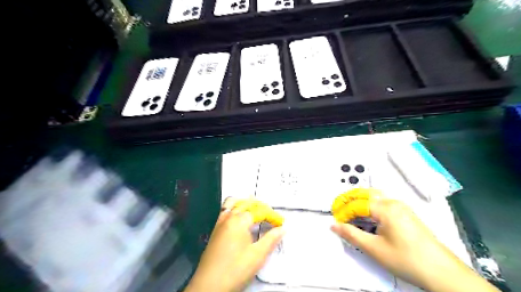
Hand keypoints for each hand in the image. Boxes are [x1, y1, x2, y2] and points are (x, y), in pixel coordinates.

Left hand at [185, 199, 284, 291]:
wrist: (209, 286)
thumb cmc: (235, 269)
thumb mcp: (257, 255)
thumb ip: (271, 239)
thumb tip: (283, 228)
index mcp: (239, 220)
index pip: (260, 211)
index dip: (272, 216)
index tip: (281, 223)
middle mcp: (228, 217)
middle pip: (247, 203)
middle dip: (261, 207)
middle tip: (271, 217)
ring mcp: (219, 222)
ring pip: (233, 203)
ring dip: (246, 204)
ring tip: (256, 211)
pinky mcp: (215, 229)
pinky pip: (225, 210)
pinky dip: (235, 208)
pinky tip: (240, 218)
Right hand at [331, 198, 497, 291]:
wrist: (442, 272)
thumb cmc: (407, 259)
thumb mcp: (374, 249)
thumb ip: (351, 235)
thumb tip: (334, 226)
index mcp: (386, 208)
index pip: (357, 204)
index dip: (343, 211)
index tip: (335, 221)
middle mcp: (393, 202)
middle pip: (365, 193)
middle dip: (348, 199)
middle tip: (337, 208)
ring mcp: (401, 207)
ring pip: (374, 196)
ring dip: (359, 200)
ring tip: (348, 210)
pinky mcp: (406, 213)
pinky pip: (382, 202)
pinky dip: (369, 205)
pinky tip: (366, 215)